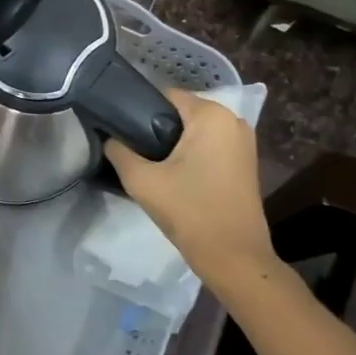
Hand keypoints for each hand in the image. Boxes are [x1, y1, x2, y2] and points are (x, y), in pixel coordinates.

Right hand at [105, 89, 270, 283]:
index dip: (139, 110)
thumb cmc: (189, 211)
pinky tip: (174, 175)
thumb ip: (118, 151)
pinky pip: (209, 145)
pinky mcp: (245, 162)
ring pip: (195, 130)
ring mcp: (243, 142)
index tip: (121, 131)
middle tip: (132, 151)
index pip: (164, 96)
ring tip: (150, 164)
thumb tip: (109, 138)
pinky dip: (191, 154)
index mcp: (211, 115)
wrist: (234, 258)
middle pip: (181, 112)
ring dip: (173, 143)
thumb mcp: (142, 180)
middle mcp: (233, 120)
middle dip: (156, 128)